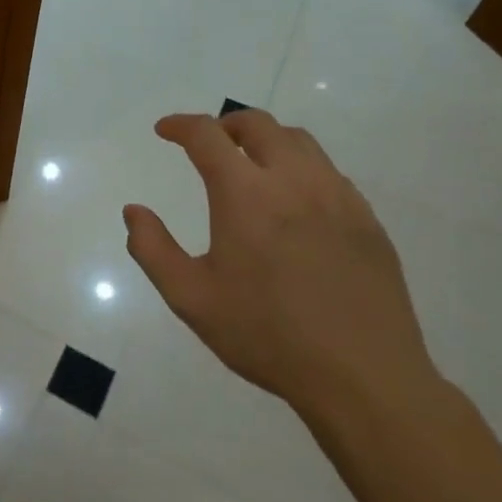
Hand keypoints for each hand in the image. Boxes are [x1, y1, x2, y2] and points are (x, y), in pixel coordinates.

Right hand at [124, 110, 438, 426]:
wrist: (363, 377)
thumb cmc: (267, 335)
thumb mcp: (191, 298)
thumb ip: (152, 249)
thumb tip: (134, 211)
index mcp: (246, 194)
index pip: (207, 136)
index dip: (181, 125)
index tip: (164, 131)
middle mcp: (293, 181)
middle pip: (258, 124)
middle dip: (224, 124)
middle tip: (208, 143)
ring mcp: (338, 197)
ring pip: (299, 141)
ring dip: (266, 140)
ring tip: (251, 164)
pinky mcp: (367, 219)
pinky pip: (329, 172)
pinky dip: (300, 167)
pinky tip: (294, 202)